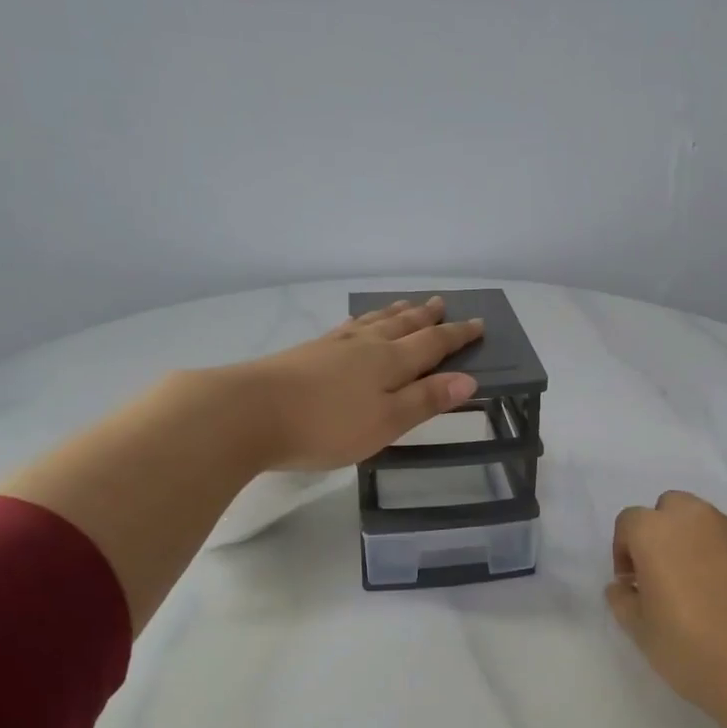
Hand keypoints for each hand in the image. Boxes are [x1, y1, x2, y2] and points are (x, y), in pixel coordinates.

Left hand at [231, 296, 483, 470]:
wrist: (249, 412)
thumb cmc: (326, 425)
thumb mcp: (386, 422)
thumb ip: (425, 400)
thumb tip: (468, 379)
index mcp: (390, 362)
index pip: (432, 344)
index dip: (457, 336)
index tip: (478, 324)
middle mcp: (365, 346)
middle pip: (402, 325)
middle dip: (426, 316)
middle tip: (441, 302)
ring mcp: (333, 346)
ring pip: (373, 322)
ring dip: (394, 313)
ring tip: (406, 305)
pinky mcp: (307, 352)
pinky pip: (347, 327)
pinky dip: (362, 321)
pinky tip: (356, 324)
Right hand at [607, 492, 726, 713]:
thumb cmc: (694, 649)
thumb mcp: (641, 633)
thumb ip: (623, 600)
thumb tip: (623, 586)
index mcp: (657, 532)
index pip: (629, 522)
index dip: (625, 550)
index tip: (633, 583)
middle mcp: (698, 519)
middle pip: (672, 509)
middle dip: (665, 534)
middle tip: (669, 575)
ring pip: (710, 525)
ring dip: (701, 545)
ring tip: (710, 590)